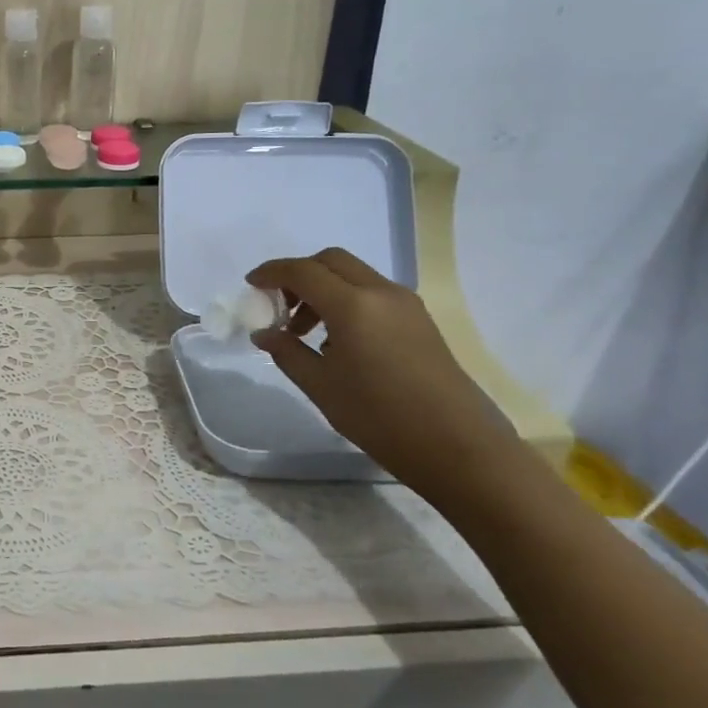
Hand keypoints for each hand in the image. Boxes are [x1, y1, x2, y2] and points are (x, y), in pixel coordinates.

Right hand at [246, 249, 519, 494]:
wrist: (457, 446)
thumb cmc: (379, 417)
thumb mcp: (320, 386)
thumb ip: (287, 352)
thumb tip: (264, 333)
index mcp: (353, 305)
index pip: (302, 271)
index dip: (271, 273)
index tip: (250, 285)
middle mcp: (381, 293)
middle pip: (331, 261)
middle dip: (298, 274)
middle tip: (278, 305)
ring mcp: (405, 304)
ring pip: (353, 275)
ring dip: (323, 288)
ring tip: (305, 331)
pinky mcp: (419, 320)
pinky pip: (372, 293)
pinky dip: (346, 300)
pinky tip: (337, 341)